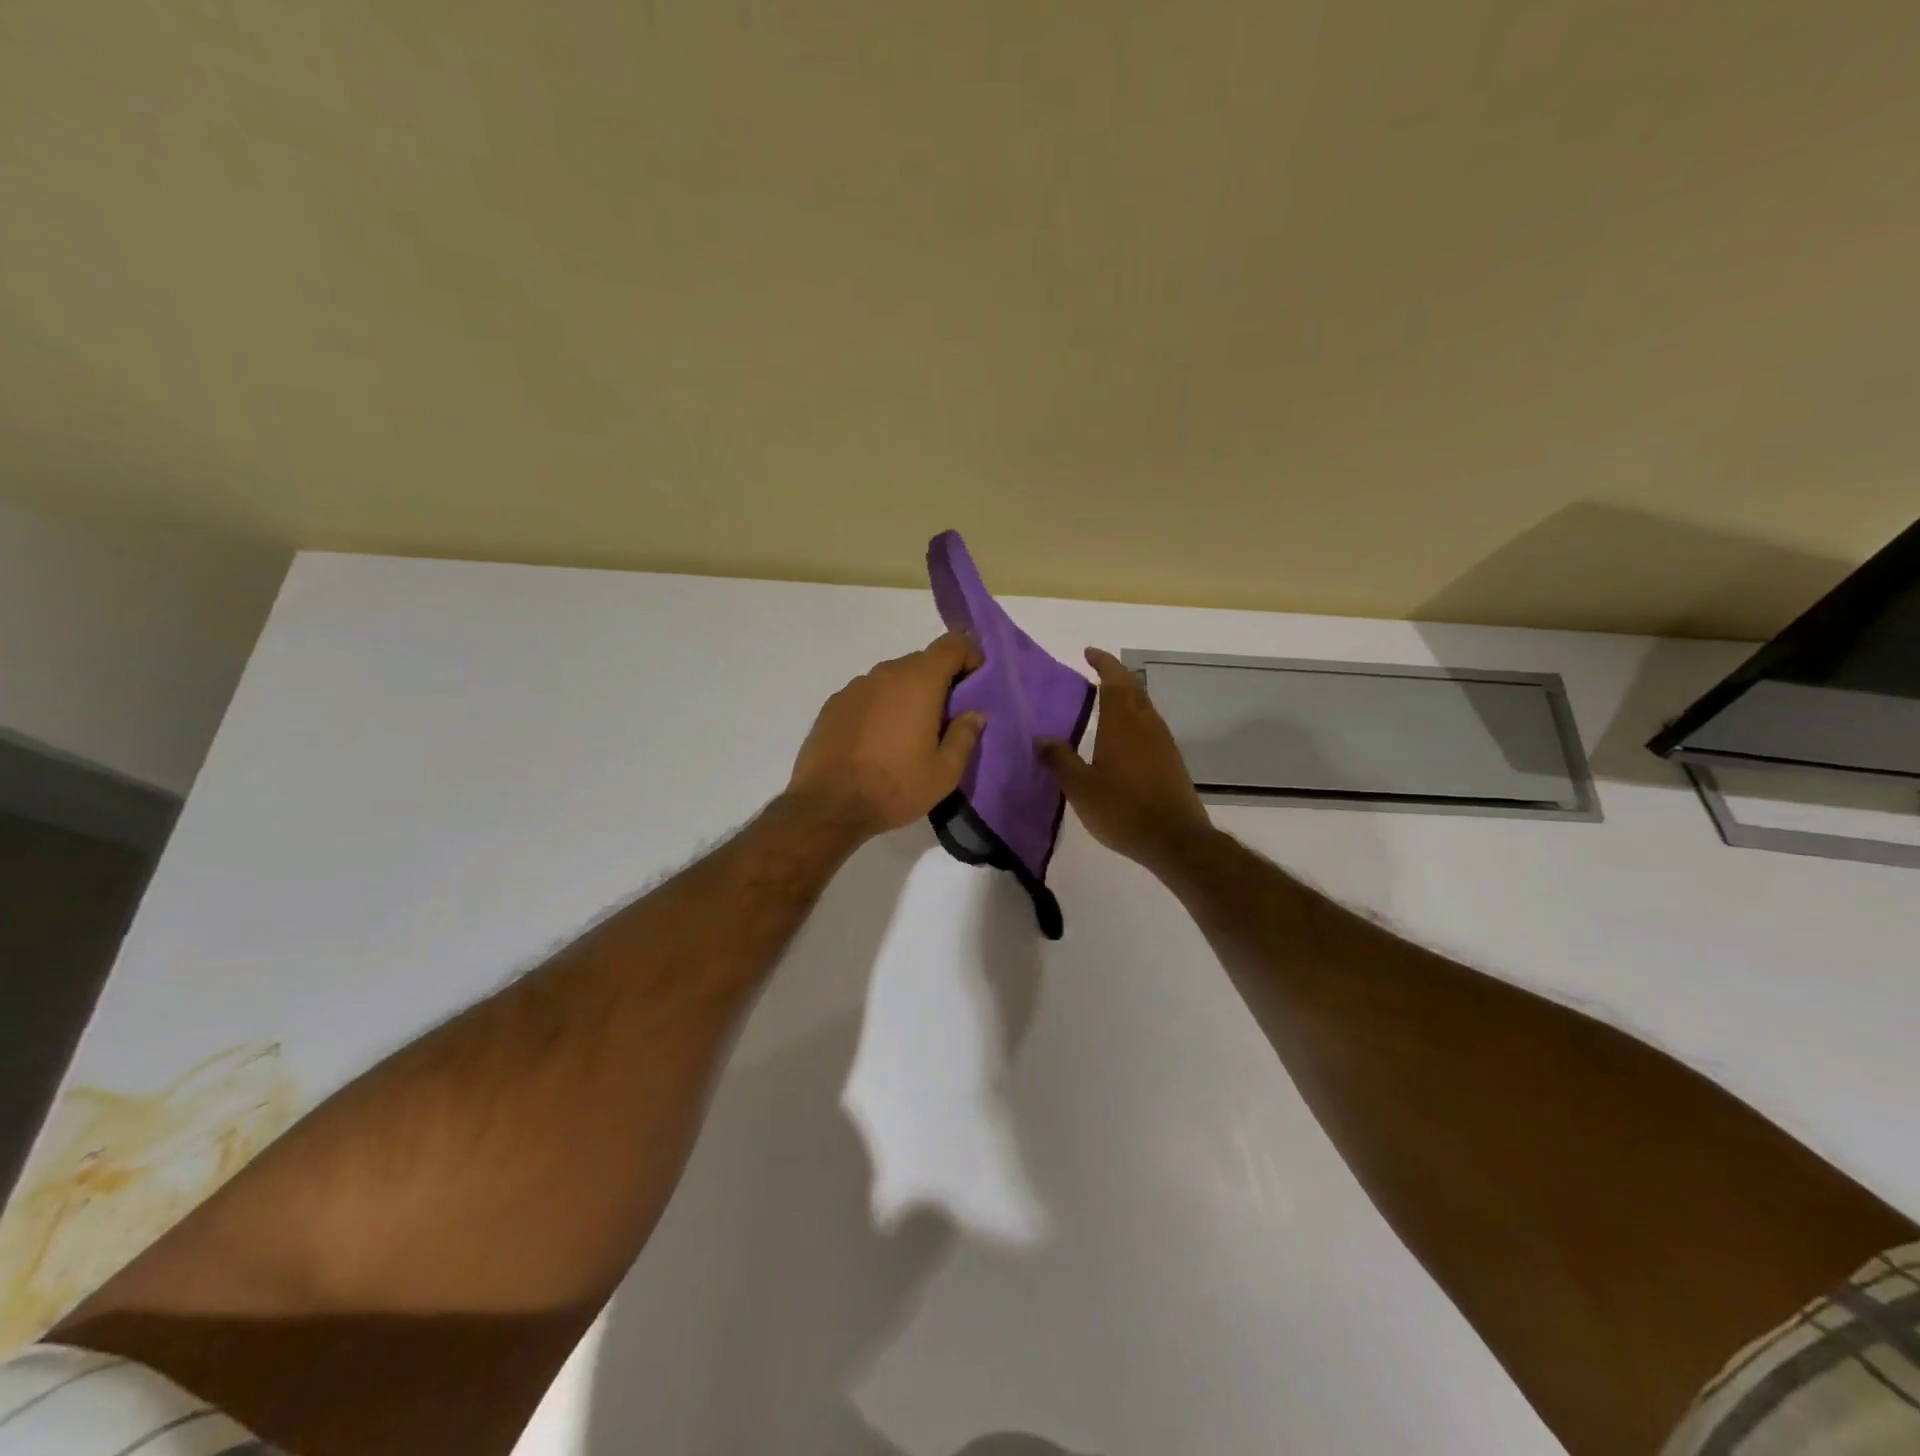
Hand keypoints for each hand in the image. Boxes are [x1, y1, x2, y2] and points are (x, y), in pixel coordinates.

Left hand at [786, 632, 986, 840]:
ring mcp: (856, 687)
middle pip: (922, 661)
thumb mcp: (944, 773)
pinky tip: (877, 740)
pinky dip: (881, 707)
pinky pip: (869, 695)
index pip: (952, 645)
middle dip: (940, 681)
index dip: (969, 657)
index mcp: (919, 682)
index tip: (974, 685)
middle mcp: (886, 673)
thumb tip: (974, 714)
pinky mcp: (834, 704)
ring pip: (893, 678)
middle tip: (946, 718)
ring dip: (908, 695)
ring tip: (909, 733)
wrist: (828, 805)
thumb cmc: (894, 787)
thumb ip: (964, 736)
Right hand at [1039, 648, 1212, 869]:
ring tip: (1106, 701)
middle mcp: (1146, 724)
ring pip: (1144, 707)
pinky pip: (1150, 727)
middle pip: (1133, 689)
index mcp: (1123, 723)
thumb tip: (1042, 738)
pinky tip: (1123, 737)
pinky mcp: (1172, 760)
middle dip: (1116, 675)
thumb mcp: (1080, 787)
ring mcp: (1163, 742)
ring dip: (1127, 697)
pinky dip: (1135, 719)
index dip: (1103, 663)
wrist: (1174, 839)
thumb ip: (1060, 759)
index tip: (1089, 653)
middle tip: (1096, 672)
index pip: (1115, 680)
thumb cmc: (1122, 809)